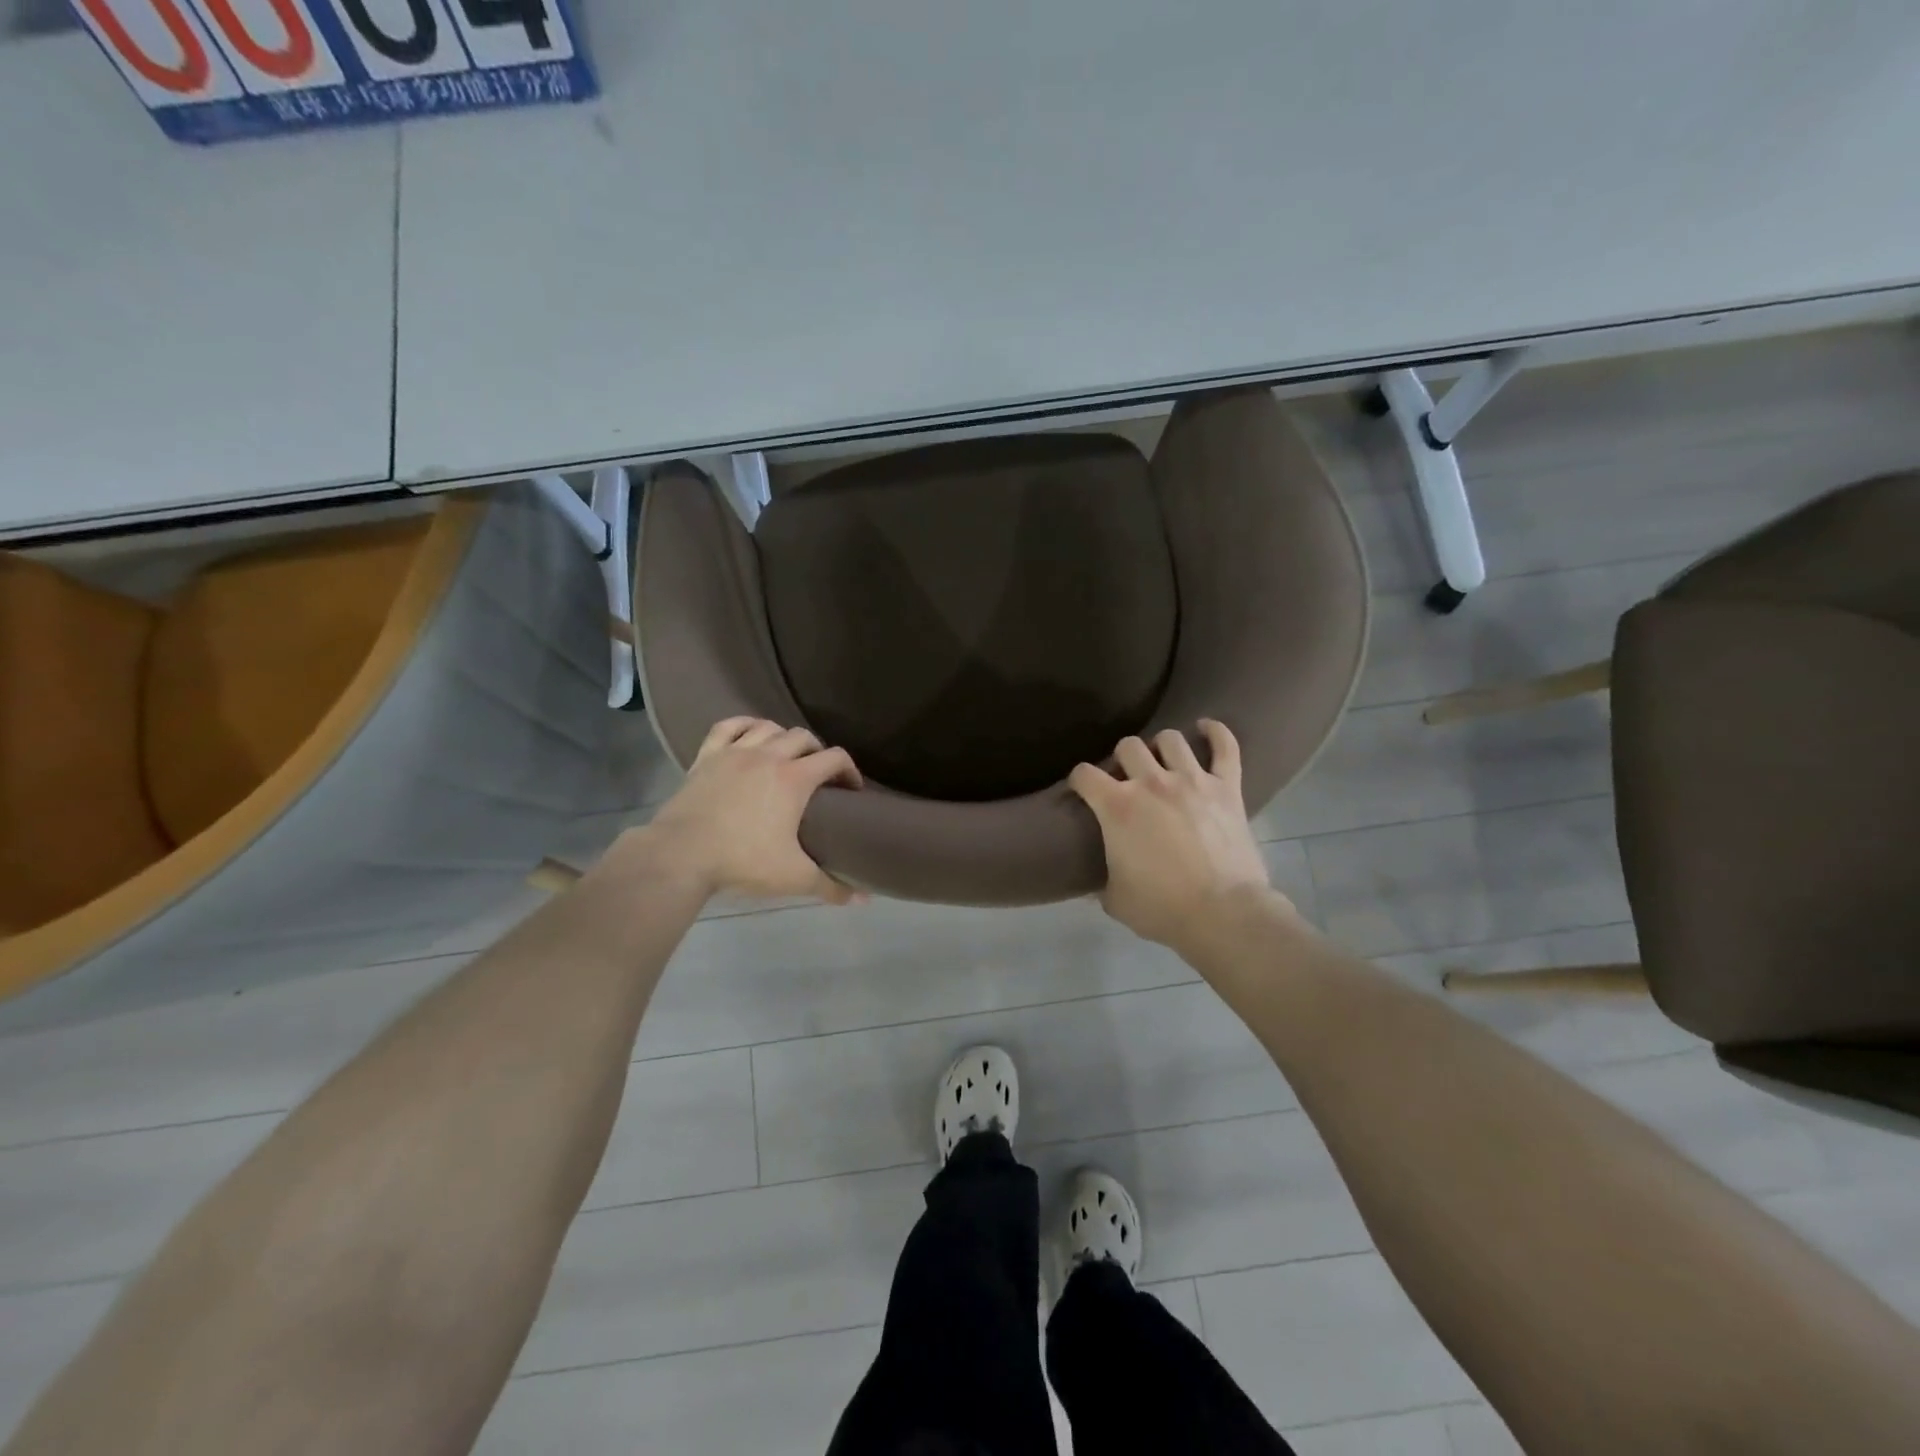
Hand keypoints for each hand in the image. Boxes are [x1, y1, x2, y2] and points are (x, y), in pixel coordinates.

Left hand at [643, 717, 863, 903]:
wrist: (681, 855)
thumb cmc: (742, 861)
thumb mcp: (793, 877)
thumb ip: (830, 886)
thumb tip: (863, 899)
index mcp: (795, 778)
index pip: (835, 758)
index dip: (849, 770)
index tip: (850, 790)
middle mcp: (769, 755)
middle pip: (803, 737)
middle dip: (817, 752)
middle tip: (818, 775)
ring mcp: (735, 752)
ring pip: (768, 727)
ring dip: (784, 736)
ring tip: (786, 755)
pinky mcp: (707, 756)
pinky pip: (729, 726)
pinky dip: (745, 725)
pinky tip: (751, 734)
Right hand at [1069, 720, 1284, 951]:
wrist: (1223, 914)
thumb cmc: (1162, 908)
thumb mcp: (1115, 899)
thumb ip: (1101, 881)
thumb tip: (1095, 882)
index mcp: (1117, 806)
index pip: (1084, 774)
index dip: (1079, 780)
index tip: (1082, 790)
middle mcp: (1151, 782)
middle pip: (1128, 746)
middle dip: (1122, 759)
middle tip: (1126, 779)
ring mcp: (1192, 780)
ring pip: (1170, 739)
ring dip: (1161, 747)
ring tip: (1162, 760)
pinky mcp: (1227, 787)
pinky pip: (1225, 747)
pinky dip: (1216, 732)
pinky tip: (1205, 727)